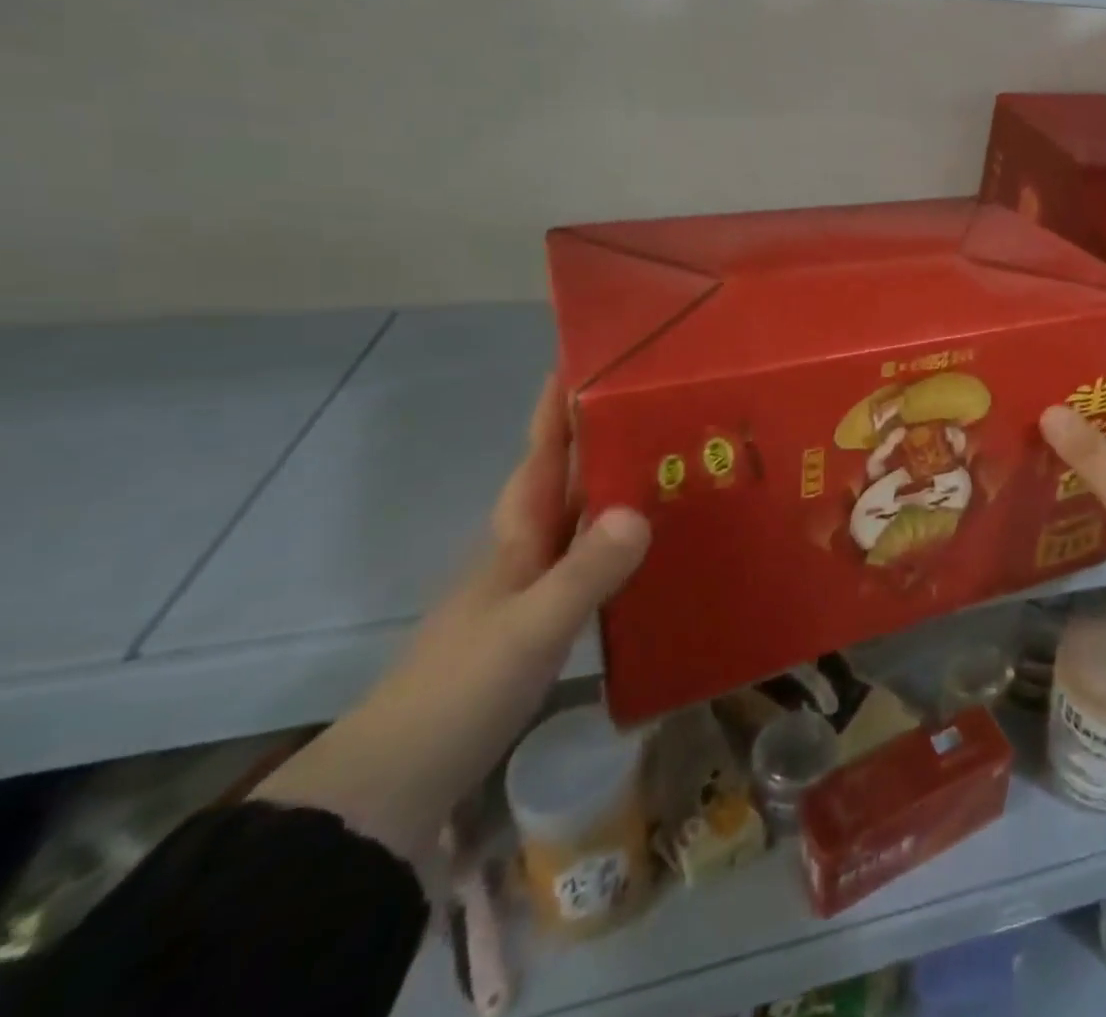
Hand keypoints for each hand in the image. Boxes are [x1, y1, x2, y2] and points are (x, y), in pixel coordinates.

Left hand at [255, 378, 648, 858]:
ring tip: (671, 465)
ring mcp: (531, 588)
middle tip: (660, 407)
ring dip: (617, 487)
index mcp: (515, 536)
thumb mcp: (529, 629)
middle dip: (603, 438)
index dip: (559, 406)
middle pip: (566, 479)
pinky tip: (654, 547)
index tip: (586, 358)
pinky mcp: (543, 622)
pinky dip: (621, 542)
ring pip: (582, 519)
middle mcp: (524, 550)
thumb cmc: (459, 690)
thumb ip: (584, 572)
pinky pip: (592, 561)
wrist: (398, 783)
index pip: (541, 454)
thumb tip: (639, 511)